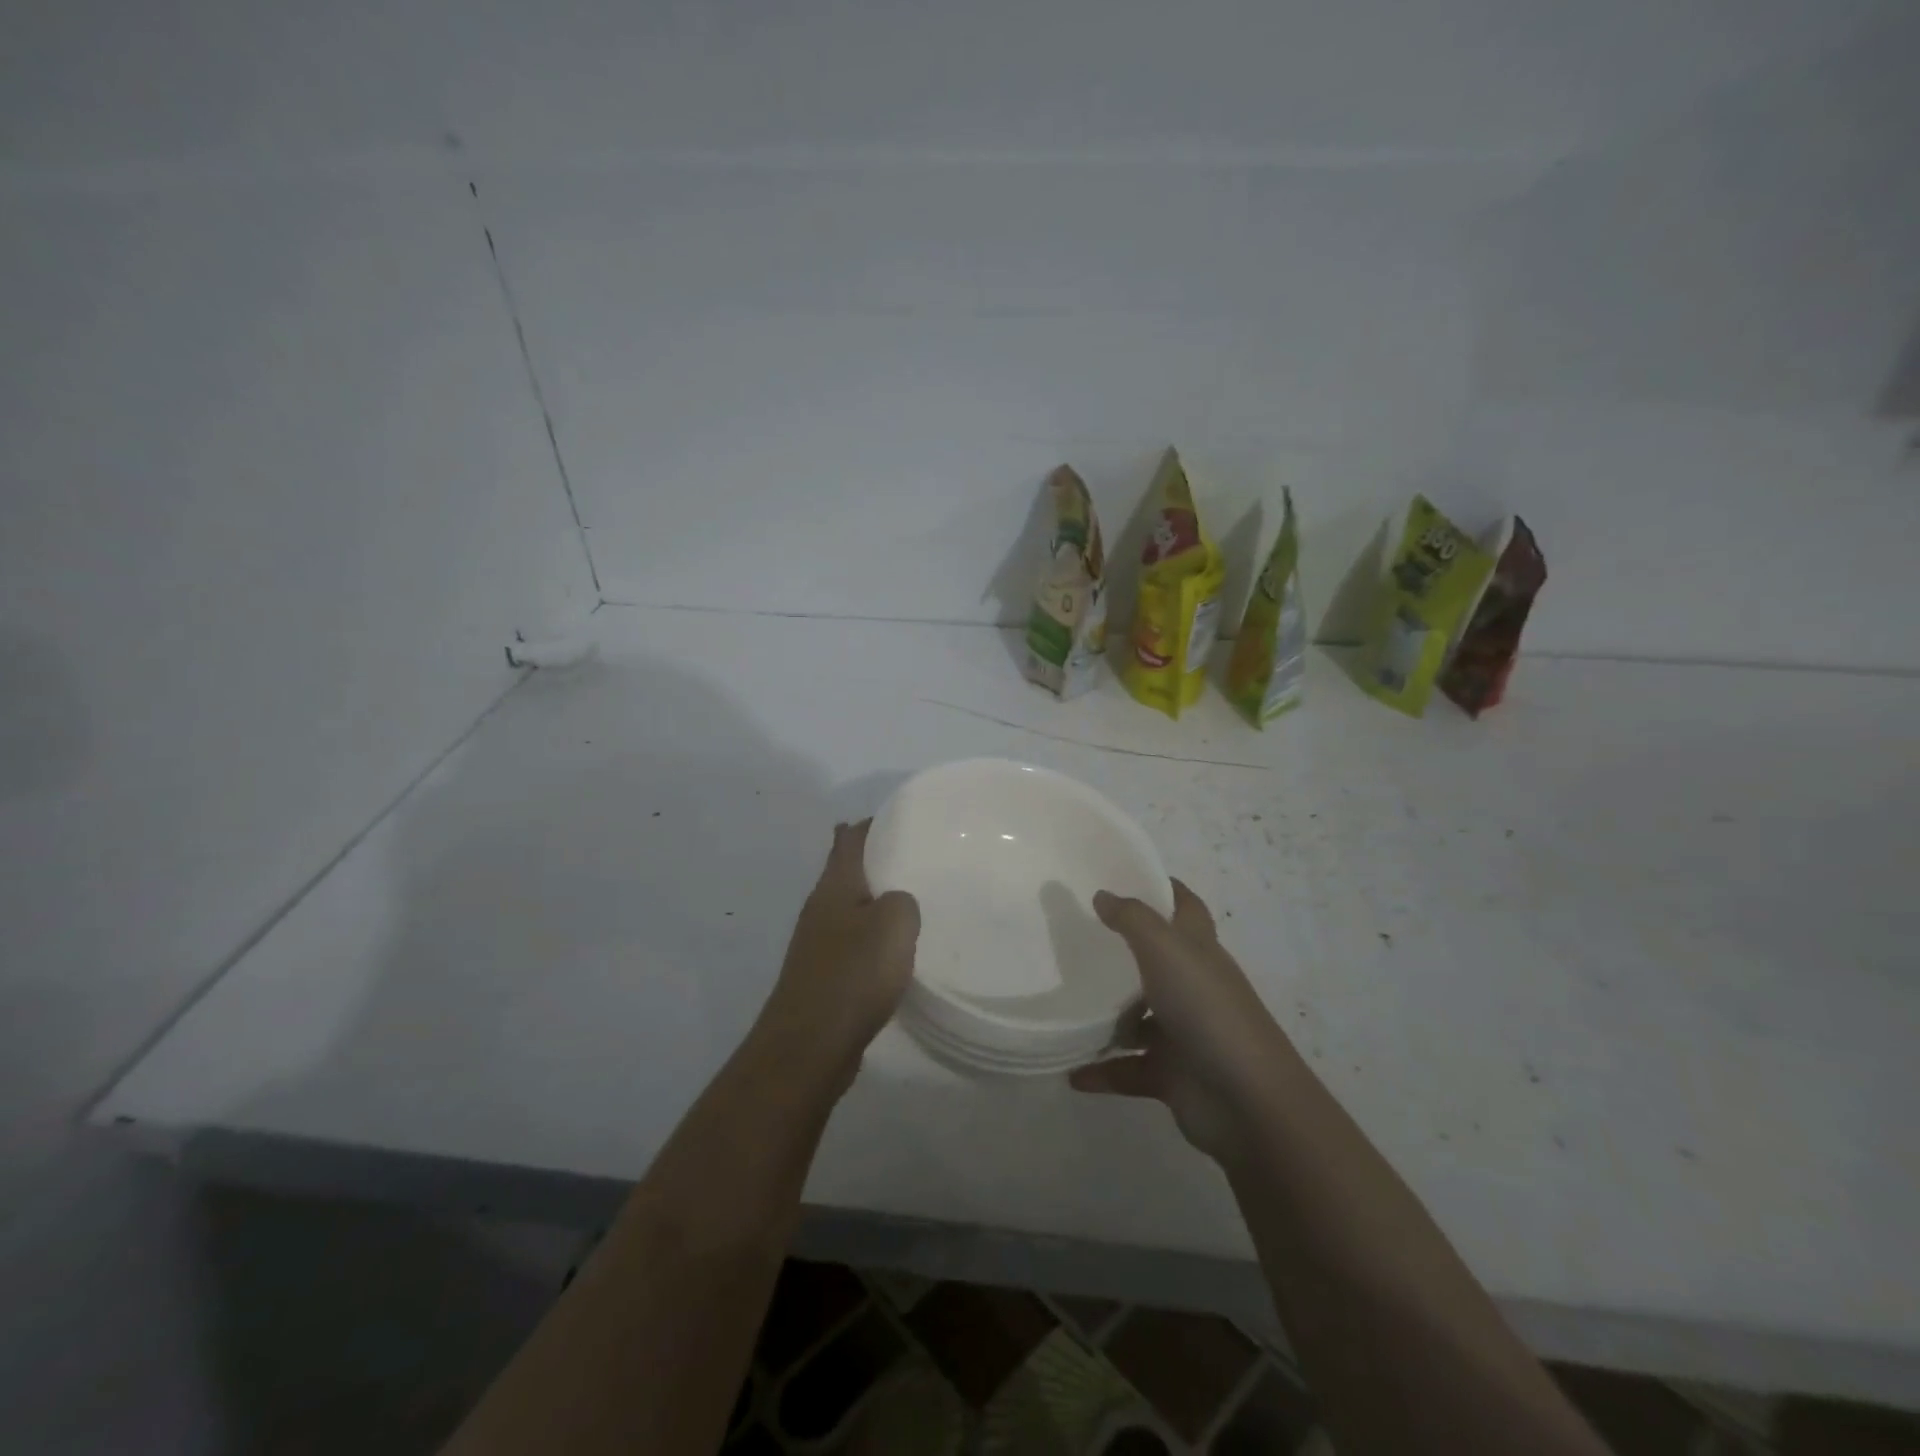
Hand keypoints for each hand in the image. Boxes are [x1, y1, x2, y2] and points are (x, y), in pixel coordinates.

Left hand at [758, 820, 919, 1078]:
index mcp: (834, 886)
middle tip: (916, 859)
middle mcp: (820, 909)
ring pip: (850, 910)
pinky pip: (853, 944)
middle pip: (847, 872)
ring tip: (912, 903)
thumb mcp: (895, 924)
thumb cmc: (853, 974)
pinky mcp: (823, 977)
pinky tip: (895, 953)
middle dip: (876, 862)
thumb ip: (903, 901)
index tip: (900, 818)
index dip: (870, 824)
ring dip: (875, 903)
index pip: (849, 839)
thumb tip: (897, 902)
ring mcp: (817, 945)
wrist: (809, 1046)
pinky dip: (873, 940)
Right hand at [1069, 880, 1289, 1161]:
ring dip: (1105, 1015)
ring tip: (1062, 1003)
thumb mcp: (1165, 950)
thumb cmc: (1207, 1009)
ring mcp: (1182, 1032)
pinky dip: (1101, 1070)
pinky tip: (1070, 1071)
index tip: (1124, 874)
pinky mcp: (1170, 1074)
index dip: (1163, 888)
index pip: (1185, 907)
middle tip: (1074, 936)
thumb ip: (1132, 919)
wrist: (1247, 1101)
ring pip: (1137, 1017)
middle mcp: (1192, 986)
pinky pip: (1127, 1068)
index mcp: (1199, 951)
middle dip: (1121, 949)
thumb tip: (1103, 895)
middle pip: (1156, 960)